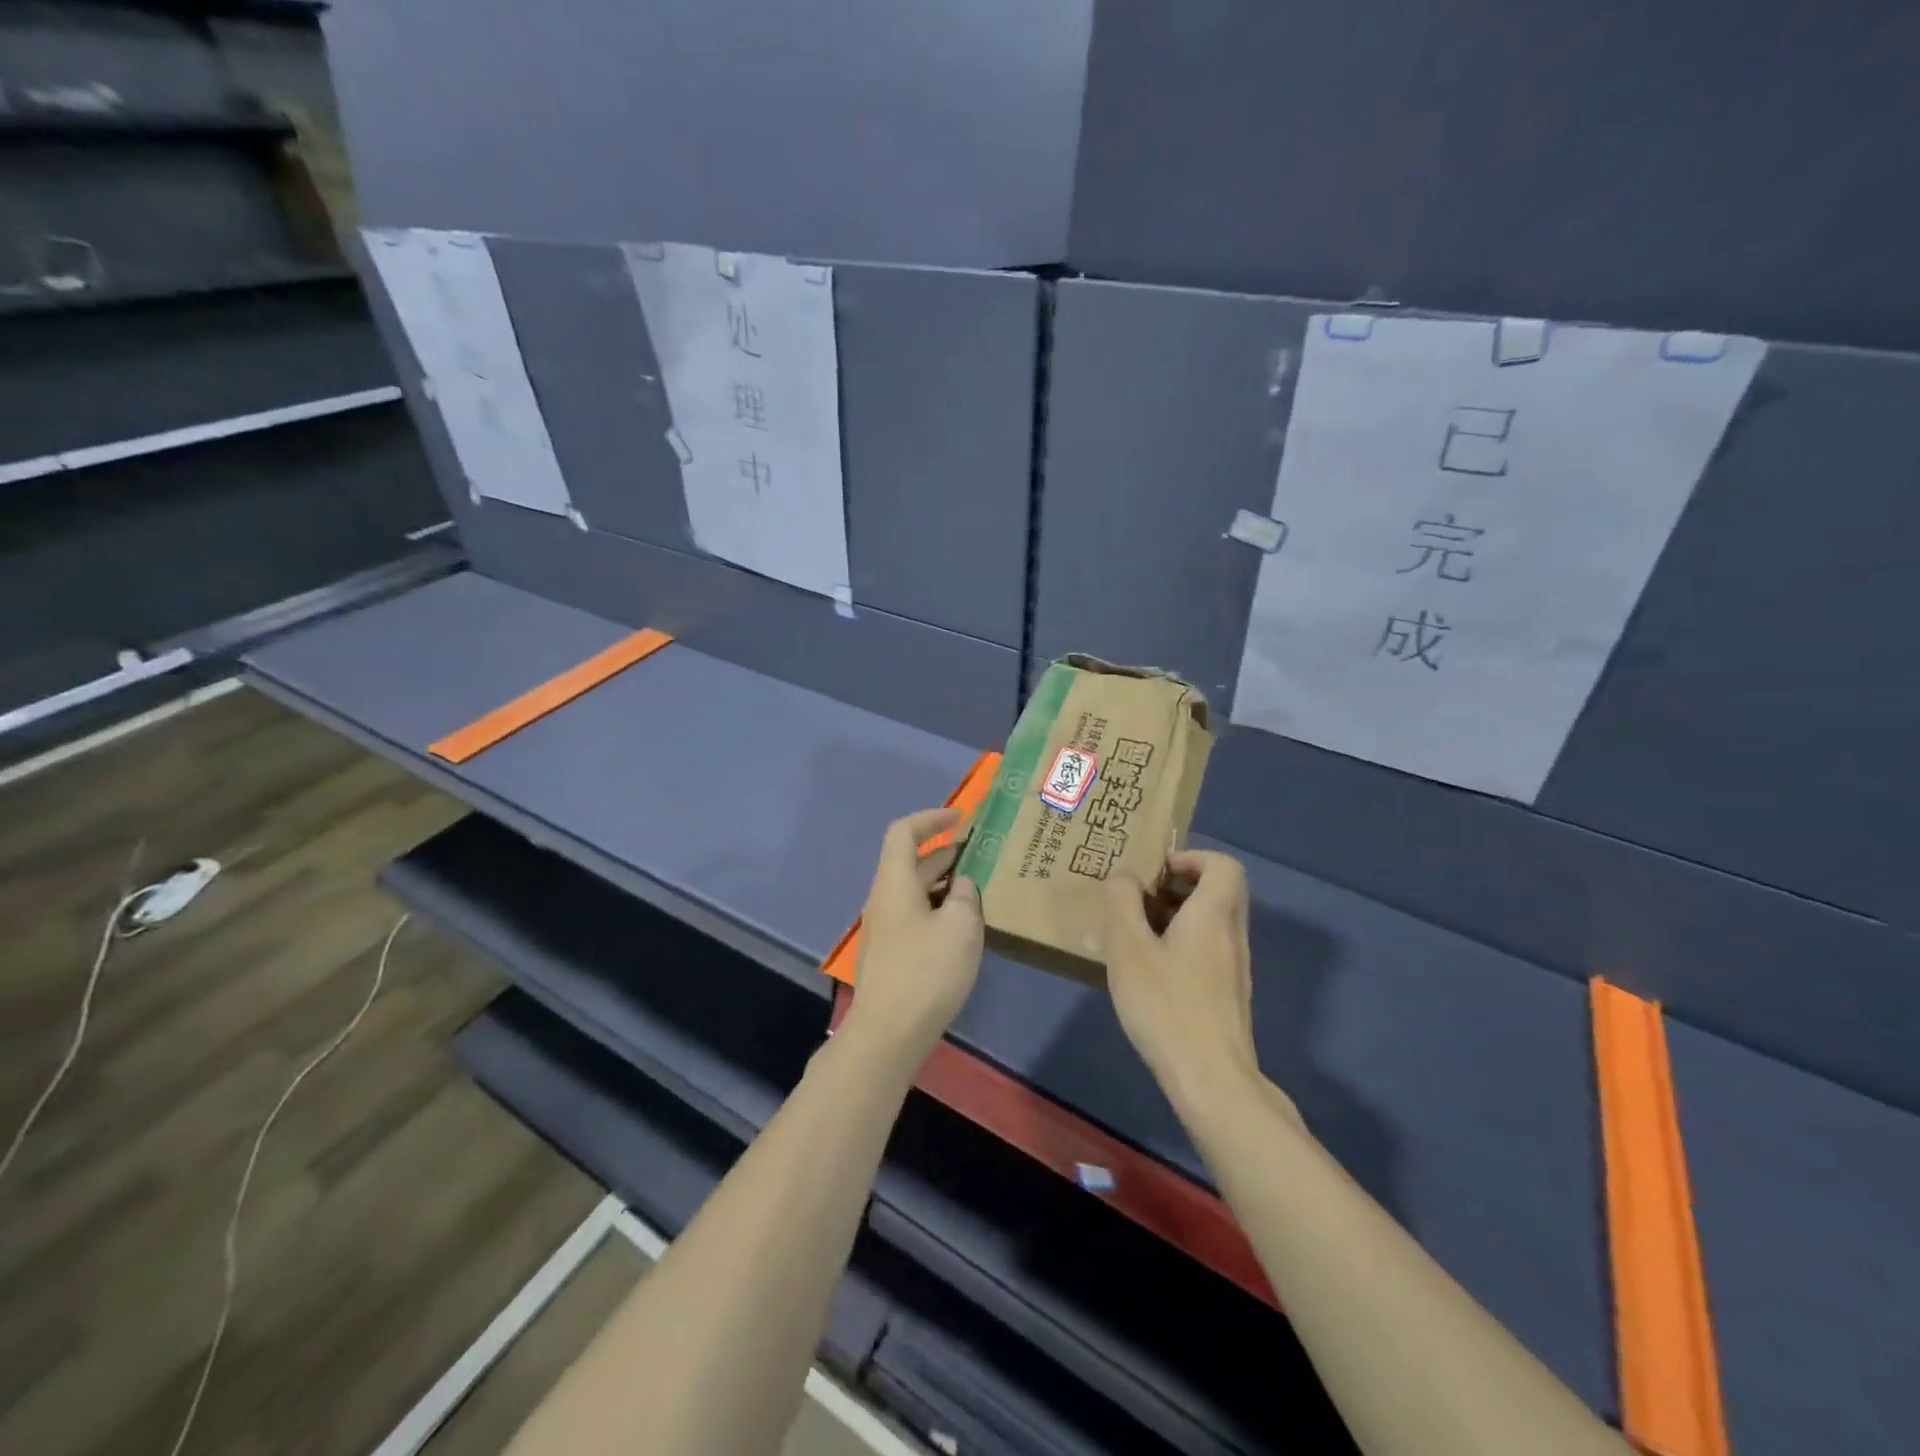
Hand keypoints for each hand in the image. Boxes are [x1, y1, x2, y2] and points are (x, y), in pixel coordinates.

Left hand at [841, 807, 983, 1070]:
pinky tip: (966, 924)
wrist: (888, 1035)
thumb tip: (962, 885)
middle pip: (912, 862)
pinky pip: (918, 915)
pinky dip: (941, 908)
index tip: (961, 818)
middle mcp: (885, 899)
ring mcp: (886, 929)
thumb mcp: (959, 926)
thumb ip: (965, 895)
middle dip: (946, 852)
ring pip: (917, 891)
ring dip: (946, 882)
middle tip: (983, 853)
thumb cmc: (925, 972)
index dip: (931, 818)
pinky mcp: (893, 954)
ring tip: (981, 886)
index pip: (904, 833)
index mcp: (894, 883)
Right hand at [1103, 850, 1275, 1120]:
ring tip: (1139, 935)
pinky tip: (1152, 972)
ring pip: (1215, 922)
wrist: (1212, 1081)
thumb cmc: (1167, 1006)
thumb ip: (1122, 903)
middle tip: (1142, 899)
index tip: (1156, 873)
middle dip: (1181, 885)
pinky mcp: (1229, 996)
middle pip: (1220, 891)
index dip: (1192, 857)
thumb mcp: (1129, 949)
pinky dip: (1184, 944)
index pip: (1224, 865)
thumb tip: (1123, 875)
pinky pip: (1211, 950)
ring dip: (1180, 916)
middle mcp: (1232, 936)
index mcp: (1213, 916)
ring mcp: (1235, 968)